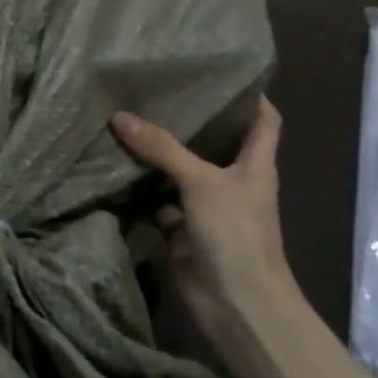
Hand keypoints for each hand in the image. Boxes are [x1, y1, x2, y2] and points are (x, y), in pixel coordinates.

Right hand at [111, 98, 301, 354]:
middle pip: (212, 143)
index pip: (263, 121)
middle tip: (154, 91)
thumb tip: (120, 116)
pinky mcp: (182, 231)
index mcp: (255, 165)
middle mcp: (232, 182)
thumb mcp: (201, 182)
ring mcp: (207, 208)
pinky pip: (157, 202)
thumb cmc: (236, 233)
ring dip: (157, 155)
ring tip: (126, 121)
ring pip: (178, 173)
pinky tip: (114, 168)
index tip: (222, 73)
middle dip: (188, 122)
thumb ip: (162, 149)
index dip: (250, 96)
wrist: (237, 304)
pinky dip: (139, 190)